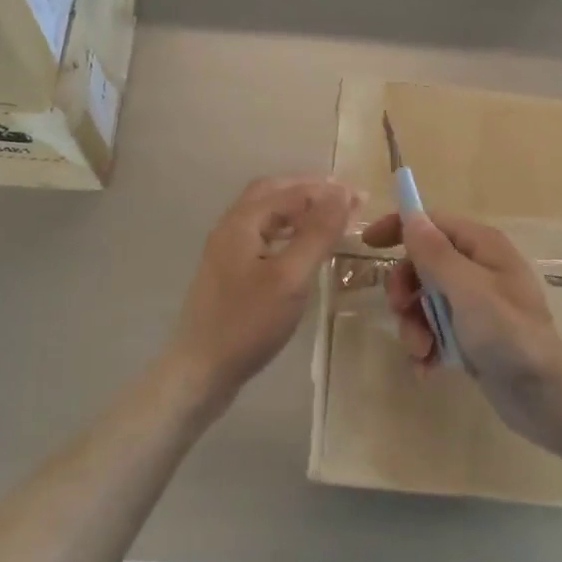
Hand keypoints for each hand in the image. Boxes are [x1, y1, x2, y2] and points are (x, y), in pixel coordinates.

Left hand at [168, 177, 360, 405]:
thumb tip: (341, 194)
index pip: (291, 192)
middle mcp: (230, 227)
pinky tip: (301, 248)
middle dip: (309, 190)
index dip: (327, 191)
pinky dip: (287, 230)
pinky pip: (262, 235)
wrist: (200, 370)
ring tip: (329, 217)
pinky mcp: (229, 272)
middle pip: (272, 193)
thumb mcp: (290, 277)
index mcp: (242, 221)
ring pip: (265, 214)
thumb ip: (316, 233)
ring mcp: (226, 250)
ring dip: (298, 209)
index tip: (361, 197)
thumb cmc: (248, 322)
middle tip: (342, 198)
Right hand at [360, 210, 561, 456]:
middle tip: (402, 311)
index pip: (432, 223)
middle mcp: (478, 269)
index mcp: (482, 247)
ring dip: (414, 325)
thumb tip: (411, 216)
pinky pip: (435, 332)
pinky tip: (427, 369)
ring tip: (421, 351)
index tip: (368, 245)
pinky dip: (426, 347)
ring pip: (425, 302)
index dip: (399, 228)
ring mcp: (475, 306)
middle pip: (423, 264)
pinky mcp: (473, 337)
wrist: (549, 397)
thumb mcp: (467, 290)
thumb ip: (435, 254)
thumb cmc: (510, 334)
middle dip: (406, 290)